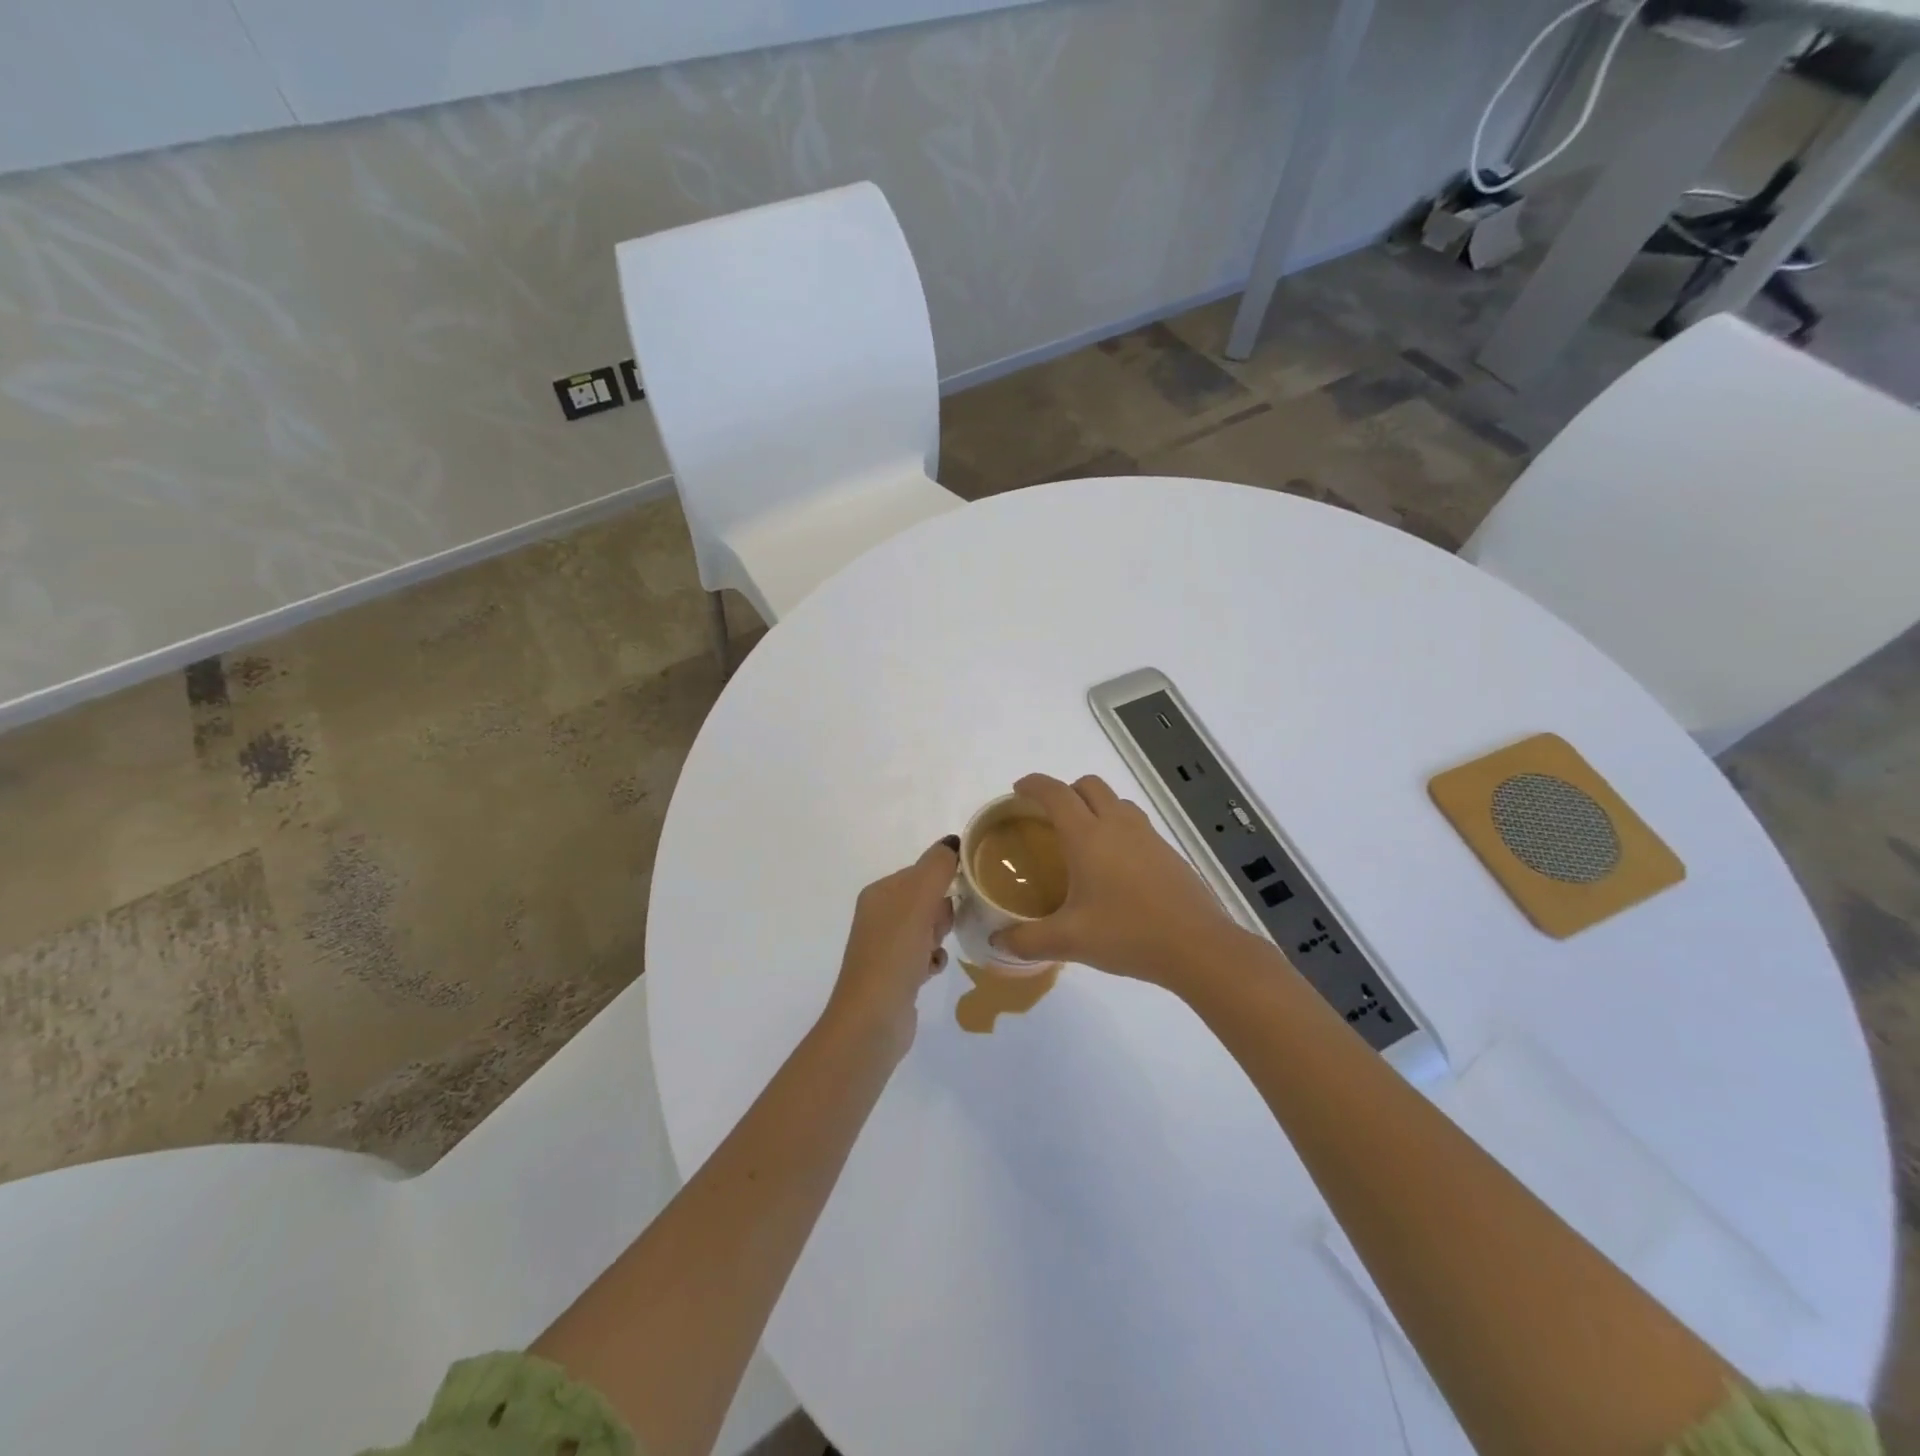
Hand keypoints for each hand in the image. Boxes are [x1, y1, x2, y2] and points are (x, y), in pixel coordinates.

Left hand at [824, 836, 958, 1059]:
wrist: (872, 1020)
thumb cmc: (894, 954)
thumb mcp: (918, 901)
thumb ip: (937, 867)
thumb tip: (952, 842)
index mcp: (880, 893)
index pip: (921, 871)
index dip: (944, 881)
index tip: (959, 897)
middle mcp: (879, 916)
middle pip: (926, 899)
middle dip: (942, 912)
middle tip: (941, 929)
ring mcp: (885, 947)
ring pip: (927, 928)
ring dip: (940, 936)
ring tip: (936, 951)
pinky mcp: (894, 974)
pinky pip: (924, 954)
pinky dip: (934, 959)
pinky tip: (933, 970)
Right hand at [991, 774, 1242, 989]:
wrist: (1197, 946)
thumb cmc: (1127, 934)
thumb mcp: (1069, 941)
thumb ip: (1028, 940)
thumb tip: (998, 943)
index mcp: (1088, 836)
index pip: (1056, 793)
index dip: (1034, 785)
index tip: (1018, 790)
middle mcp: (1117, 825)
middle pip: (1089, 785)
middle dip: (1066, 791)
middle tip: (1049, 817)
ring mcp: (1148, 836)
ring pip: (1116, 801)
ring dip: (1095, 806)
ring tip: (1083, 838)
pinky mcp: (1168, 852)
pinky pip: (1136, 824)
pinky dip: (1118, 828)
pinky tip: (1115, 866)